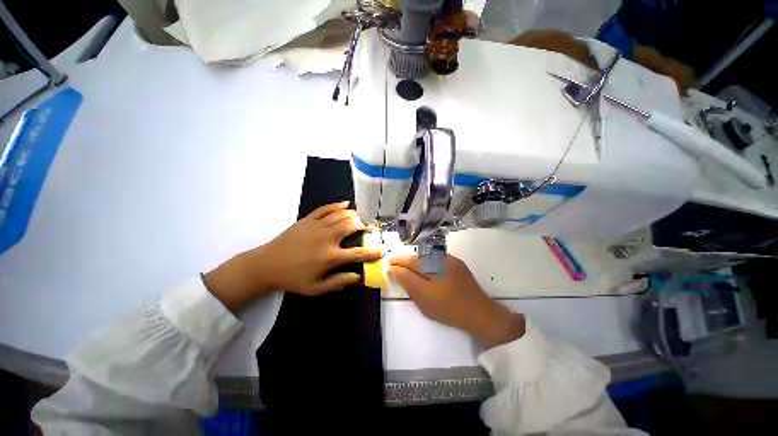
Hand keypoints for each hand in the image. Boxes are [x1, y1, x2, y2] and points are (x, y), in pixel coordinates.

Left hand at [204, 201, 381, 311]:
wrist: (266, 264)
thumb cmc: (292, 278)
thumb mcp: (315, 288)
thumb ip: (337, 282)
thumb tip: (357, 277)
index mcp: (330, 257)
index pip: (358, 253)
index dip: (372, 251)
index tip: (381, 250)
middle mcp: (327, 238)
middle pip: (351, 226)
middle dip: (364, 226)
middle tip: (370, 229)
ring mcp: (317, 226)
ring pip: (341, 215)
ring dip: (354, 216)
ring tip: (361, 218)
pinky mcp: (308, 219)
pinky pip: (326, 209)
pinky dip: (337, 205)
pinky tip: (346, 204)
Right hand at [388, 255, 524, 348]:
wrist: (480, 313)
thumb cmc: (449, 309)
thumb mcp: (424, 300)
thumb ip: (409, 282)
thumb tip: (395, 269)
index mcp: (433, 269)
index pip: (410, 263)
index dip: (398, 263)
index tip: (388, 263)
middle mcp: (441, 260)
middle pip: (418, 258)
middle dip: (405, 259)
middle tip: (394, 261)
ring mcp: (451, 261)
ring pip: (427, 257)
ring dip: (415, 259)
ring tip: (406, 263)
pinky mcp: (457, 264)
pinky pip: (436, 258)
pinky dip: (426, 260)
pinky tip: (423, 265)